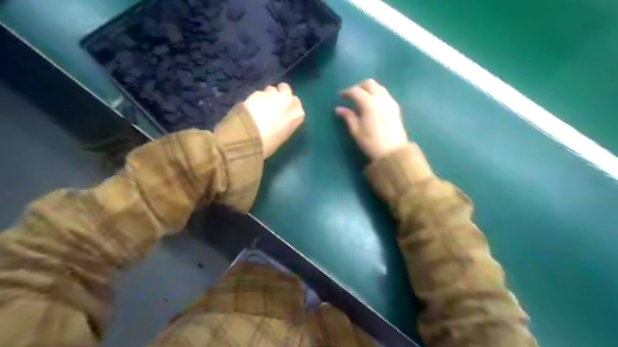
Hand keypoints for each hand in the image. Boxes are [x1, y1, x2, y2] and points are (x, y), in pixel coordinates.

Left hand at [244, 82, 306, 158]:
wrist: (251, 137)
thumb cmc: (270, 143)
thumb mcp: (284, 134)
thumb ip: (286, 122)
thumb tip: (280, 119)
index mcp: (298, 114)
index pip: (296, 103)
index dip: (288, 106)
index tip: (283, 111)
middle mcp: (288, 101)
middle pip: (286, 89)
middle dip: (279, 94)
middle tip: (272, 104)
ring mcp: (273, 94)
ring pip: (271, 89)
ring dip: (267, 95)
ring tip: (259, 106)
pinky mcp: (257, 93)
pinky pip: (259, 94)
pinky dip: (255, 99)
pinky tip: (250, 108)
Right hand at [336, 78, 408, 159]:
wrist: (393, 152)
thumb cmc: (371, 142)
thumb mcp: (356, 130)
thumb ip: (348, 116)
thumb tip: (338, 108)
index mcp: (369, 102)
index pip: (356, 91)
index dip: (347, 92)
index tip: (340, 96)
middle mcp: (381, 98)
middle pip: (369, 83)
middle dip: (359, 86)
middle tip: (352, 95)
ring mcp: (390, 101)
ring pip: (379, 87)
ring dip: (369, 89)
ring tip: (362, 100)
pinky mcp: (396, 107)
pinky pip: (385, 94)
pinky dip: (376, 94)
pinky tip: (372, 105)